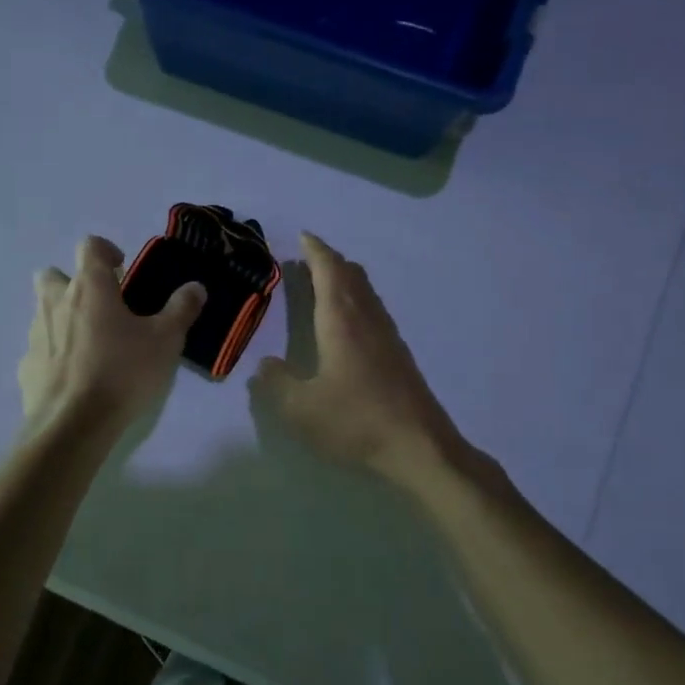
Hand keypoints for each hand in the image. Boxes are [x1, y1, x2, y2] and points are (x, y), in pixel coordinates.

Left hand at [19, 235, 205, 433]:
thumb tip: (195, 287)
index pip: (89, 246)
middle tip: (99, 306)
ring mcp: (35, 334)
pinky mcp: (26, 366)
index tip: (121, 269)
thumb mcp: (165, 340)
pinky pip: (40, 349)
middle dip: (72, 283)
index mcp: (89, 287)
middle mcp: (56, 302)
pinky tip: (75, 377)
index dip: (105, 250)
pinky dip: (55, 354)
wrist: (72, 424)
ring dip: (63, 318)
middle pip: (53, 275)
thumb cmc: (122, 372)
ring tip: (91, 345)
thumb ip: (181, 309)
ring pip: (44, 312)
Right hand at [250, 233, 465, 483]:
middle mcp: (367, 320)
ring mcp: (388, 337)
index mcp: (342, 322)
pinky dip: (357, 300)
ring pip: (366, 293)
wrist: (419, 447)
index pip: (328, 272)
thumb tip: (265, 365)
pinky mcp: (399, 356)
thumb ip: (277, 384)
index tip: (303, 236)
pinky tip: (351, 322)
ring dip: (345, 279)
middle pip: (351, 276)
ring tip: (326, 281)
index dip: (315, 251)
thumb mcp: (301, 409)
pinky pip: (374, 311)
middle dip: (330, 261)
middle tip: (309, 257)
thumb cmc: (356, 421)